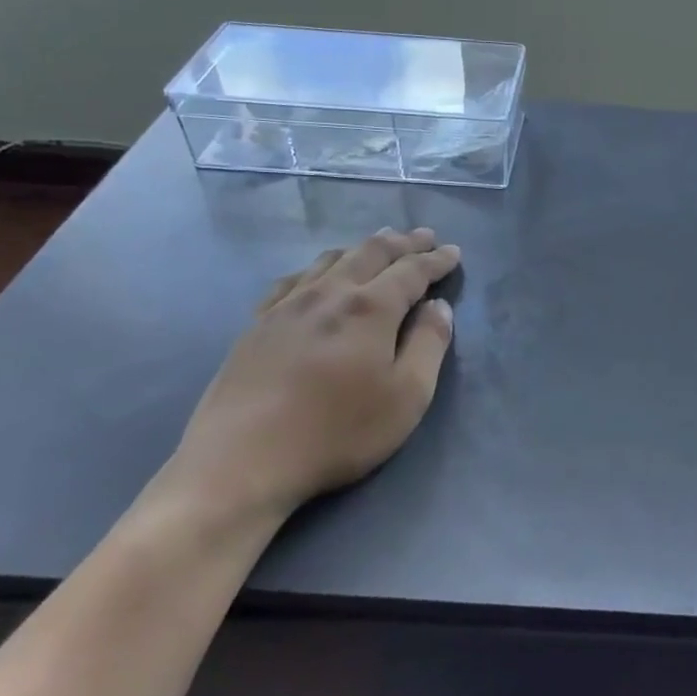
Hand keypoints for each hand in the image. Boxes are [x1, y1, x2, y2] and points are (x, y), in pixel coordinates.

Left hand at [162, 228, 460, 526]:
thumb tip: (438, 308)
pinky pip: (292, 280)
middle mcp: (328, 294)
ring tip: (378, 244)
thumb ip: (428, 345)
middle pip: (370, 254)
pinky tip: (316, 275)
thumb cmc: (338, 432)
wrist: (244, 459)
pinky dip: (317, 268)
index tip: (453, 251)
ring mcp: (286, 306)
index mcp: (370, 308)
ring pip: (330, 260)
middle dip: (401, 243)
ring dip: (361, 248)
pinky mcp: (257, 325)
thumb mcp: (406, 396)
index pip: (411, 272)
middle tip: (422, 236)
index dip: (435, 260)